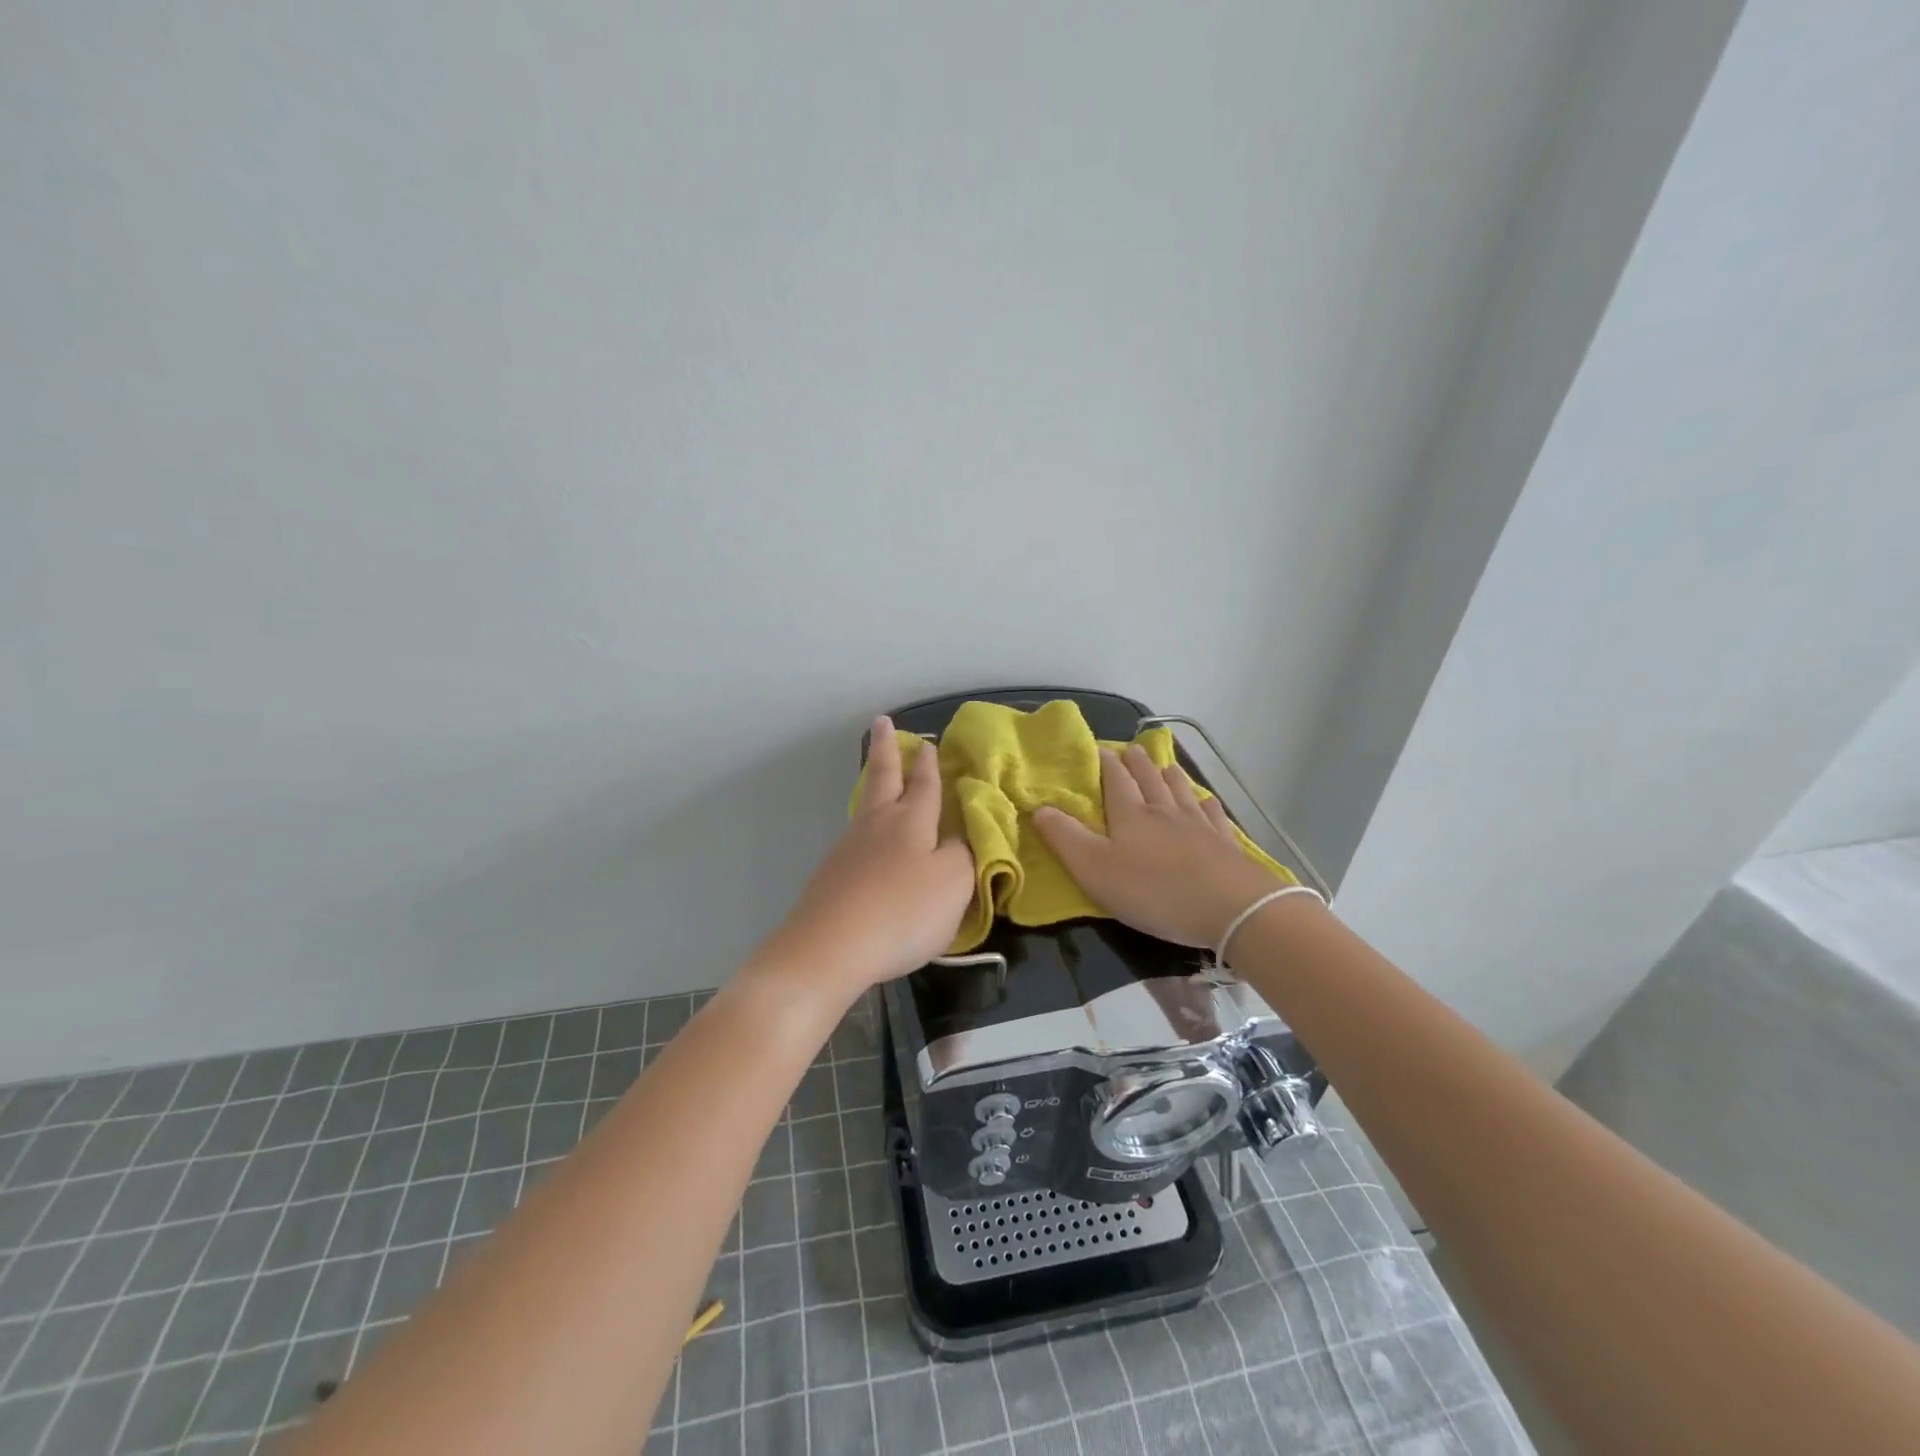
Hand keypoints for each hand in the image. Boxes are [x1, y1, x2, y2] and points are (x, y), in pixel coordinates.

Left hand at [765, 716, 975, 994]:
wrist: (830, 947)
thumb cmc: (902, 911)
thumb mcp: (953, 884)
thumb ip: (963, 855)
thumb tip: (958, 837)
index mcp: (911, 821)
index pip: (925, 784)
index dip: (930, 764)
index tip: (929, 741)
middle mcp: (878, 824)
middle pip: (883, 778)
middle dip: (886, 749)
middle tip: (881, 721)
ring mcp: (849, 848)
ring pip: (866, 805)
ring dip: (875, 785)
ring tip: (880, 778)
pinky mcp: (832, 875)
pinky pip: (856, 838)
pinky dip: (867, 826)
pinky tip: (869, 841)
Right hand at [1033, 744, 1281, 948]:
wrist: (1230, 907)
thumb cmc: (1153, 890)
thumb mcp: (1094, 869)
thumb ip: (1064, 838)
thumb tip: (1039, 807)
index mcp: (1131, 815)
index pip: (1115, 780)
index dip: (1106, 764)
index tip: (1100, 748)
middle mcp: (1164, 812)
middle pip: (1149, 780)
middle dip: (1138, 764)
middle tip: (1132, 749)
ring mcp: (1199, 826)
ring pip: (1181, 792)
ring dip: (1170, 777)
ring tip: (1166, 766)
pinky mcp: (1226, 845)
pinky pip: (1214, 816)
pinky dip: (1207, 805)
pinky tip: (1208, 803)